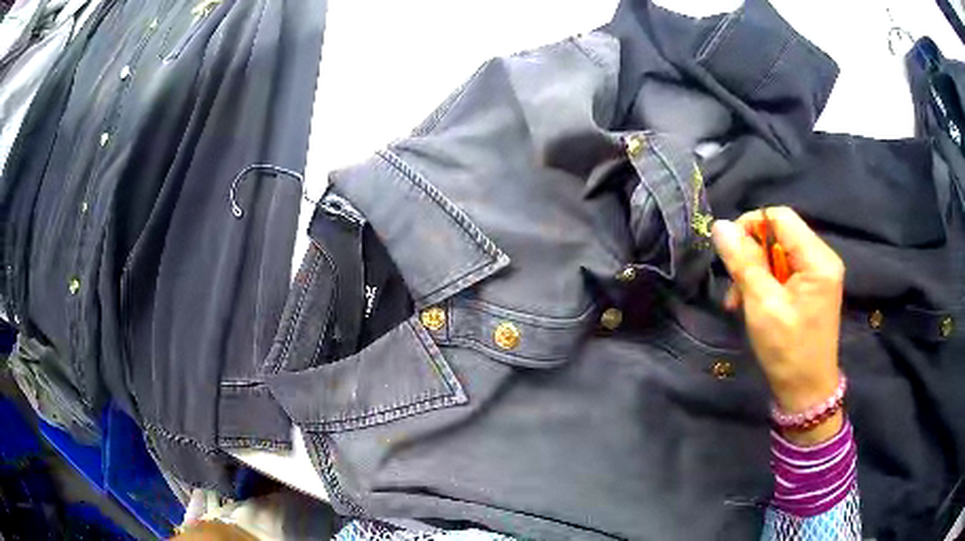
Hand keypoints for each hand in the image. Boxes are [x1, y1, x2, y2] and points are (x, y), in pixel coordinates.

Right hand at [712, 207, 844, 445]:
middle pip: (780, 234)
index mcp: (817, 259)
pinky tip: (753, 303)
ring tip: (739, 301)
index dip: (750, 225)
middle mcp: (823, 258)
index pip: (780, 217)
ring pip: (779, 253)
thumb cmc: (788, 351)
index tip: (729, 252)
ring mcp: (819, 274)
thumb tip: (720, 225)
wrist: (806, 392)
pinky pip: (784, 270)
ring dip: (755, 272)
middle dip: (752, 256)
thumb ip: (743, 262)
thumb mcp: (762, 305)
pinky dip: (766, 283)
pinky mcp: (813, 288)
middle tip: (734, 287)